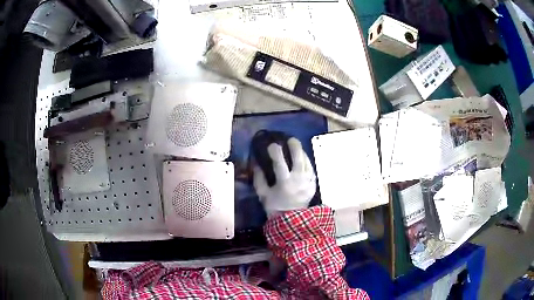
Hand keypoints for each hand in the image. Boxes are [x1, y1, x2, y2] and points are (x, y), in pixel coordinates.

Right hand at [253, 138, 316, 216]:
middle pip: (299, 159)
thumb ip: (259, 179)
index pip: (280, 163)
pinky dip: (307, 163)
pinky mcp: (313, 185)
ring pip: (307, 163)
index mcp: (284, 183)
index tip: (272, 145)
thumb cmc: (274, 207)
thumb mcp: (263, 194)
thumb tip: (256, 164)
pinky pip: (311, 170)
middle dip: (295, 147)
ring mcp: (308, 183)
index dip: (276, 152)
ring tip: (297, 147)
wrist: (291, 220)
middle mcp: (298, 180)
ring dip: (302, 153)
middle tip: (291, 139)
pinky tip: (303, 159)